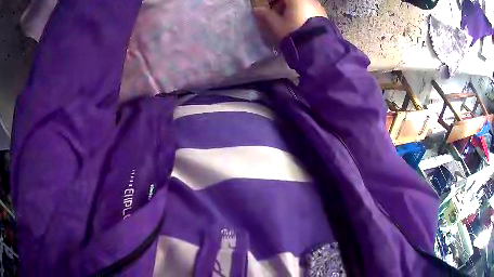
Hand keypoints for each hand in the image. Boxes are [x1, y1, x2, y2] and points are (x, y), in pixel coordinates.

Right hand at [253, 0, 327, 42]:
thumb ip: (265, 14)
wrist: (319, 49)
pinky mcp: (323, 15)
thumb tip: (257, 9)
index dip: (271, 1)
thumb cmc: (294, 33)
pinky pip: (308, 9)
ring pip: (300, 3)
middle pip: (291, 0)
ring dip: (290, 8)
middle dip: (281, 4)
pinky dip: (300, 12)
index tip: (266, 6)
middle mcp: (308, 0)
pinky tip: (297, 23)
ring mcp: (317, 6)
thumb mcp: (276, 25)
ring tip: (285, 20)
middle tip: (274, 13)